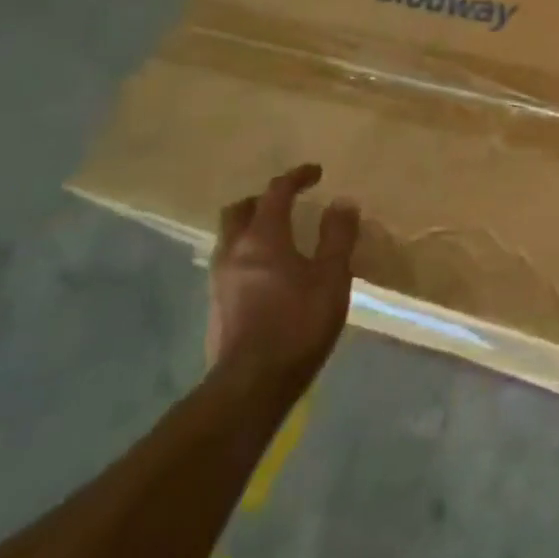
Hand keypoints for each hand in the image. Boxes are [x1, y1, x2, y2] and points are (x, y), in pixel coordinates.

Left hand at [209, 164, 358, 380]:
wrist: (251, 384)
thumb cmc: (298, 323)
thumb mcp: (332, 277)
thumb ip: (337, 236)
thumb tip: (342, 202)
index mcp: (262, 238)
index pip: (276, 192)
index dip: (296, 177)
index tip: (315, 172)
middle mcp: (234, 251)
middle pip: (240, 210)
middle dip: (264, 199)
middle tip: (289, 202)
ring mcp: (220, 279)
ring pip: (230, 237)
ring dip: (252, 227)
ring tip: (280, 236)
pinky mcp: (216, 305)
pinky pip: (230, 263)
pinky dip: (248, 253)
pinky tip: (269, 273)